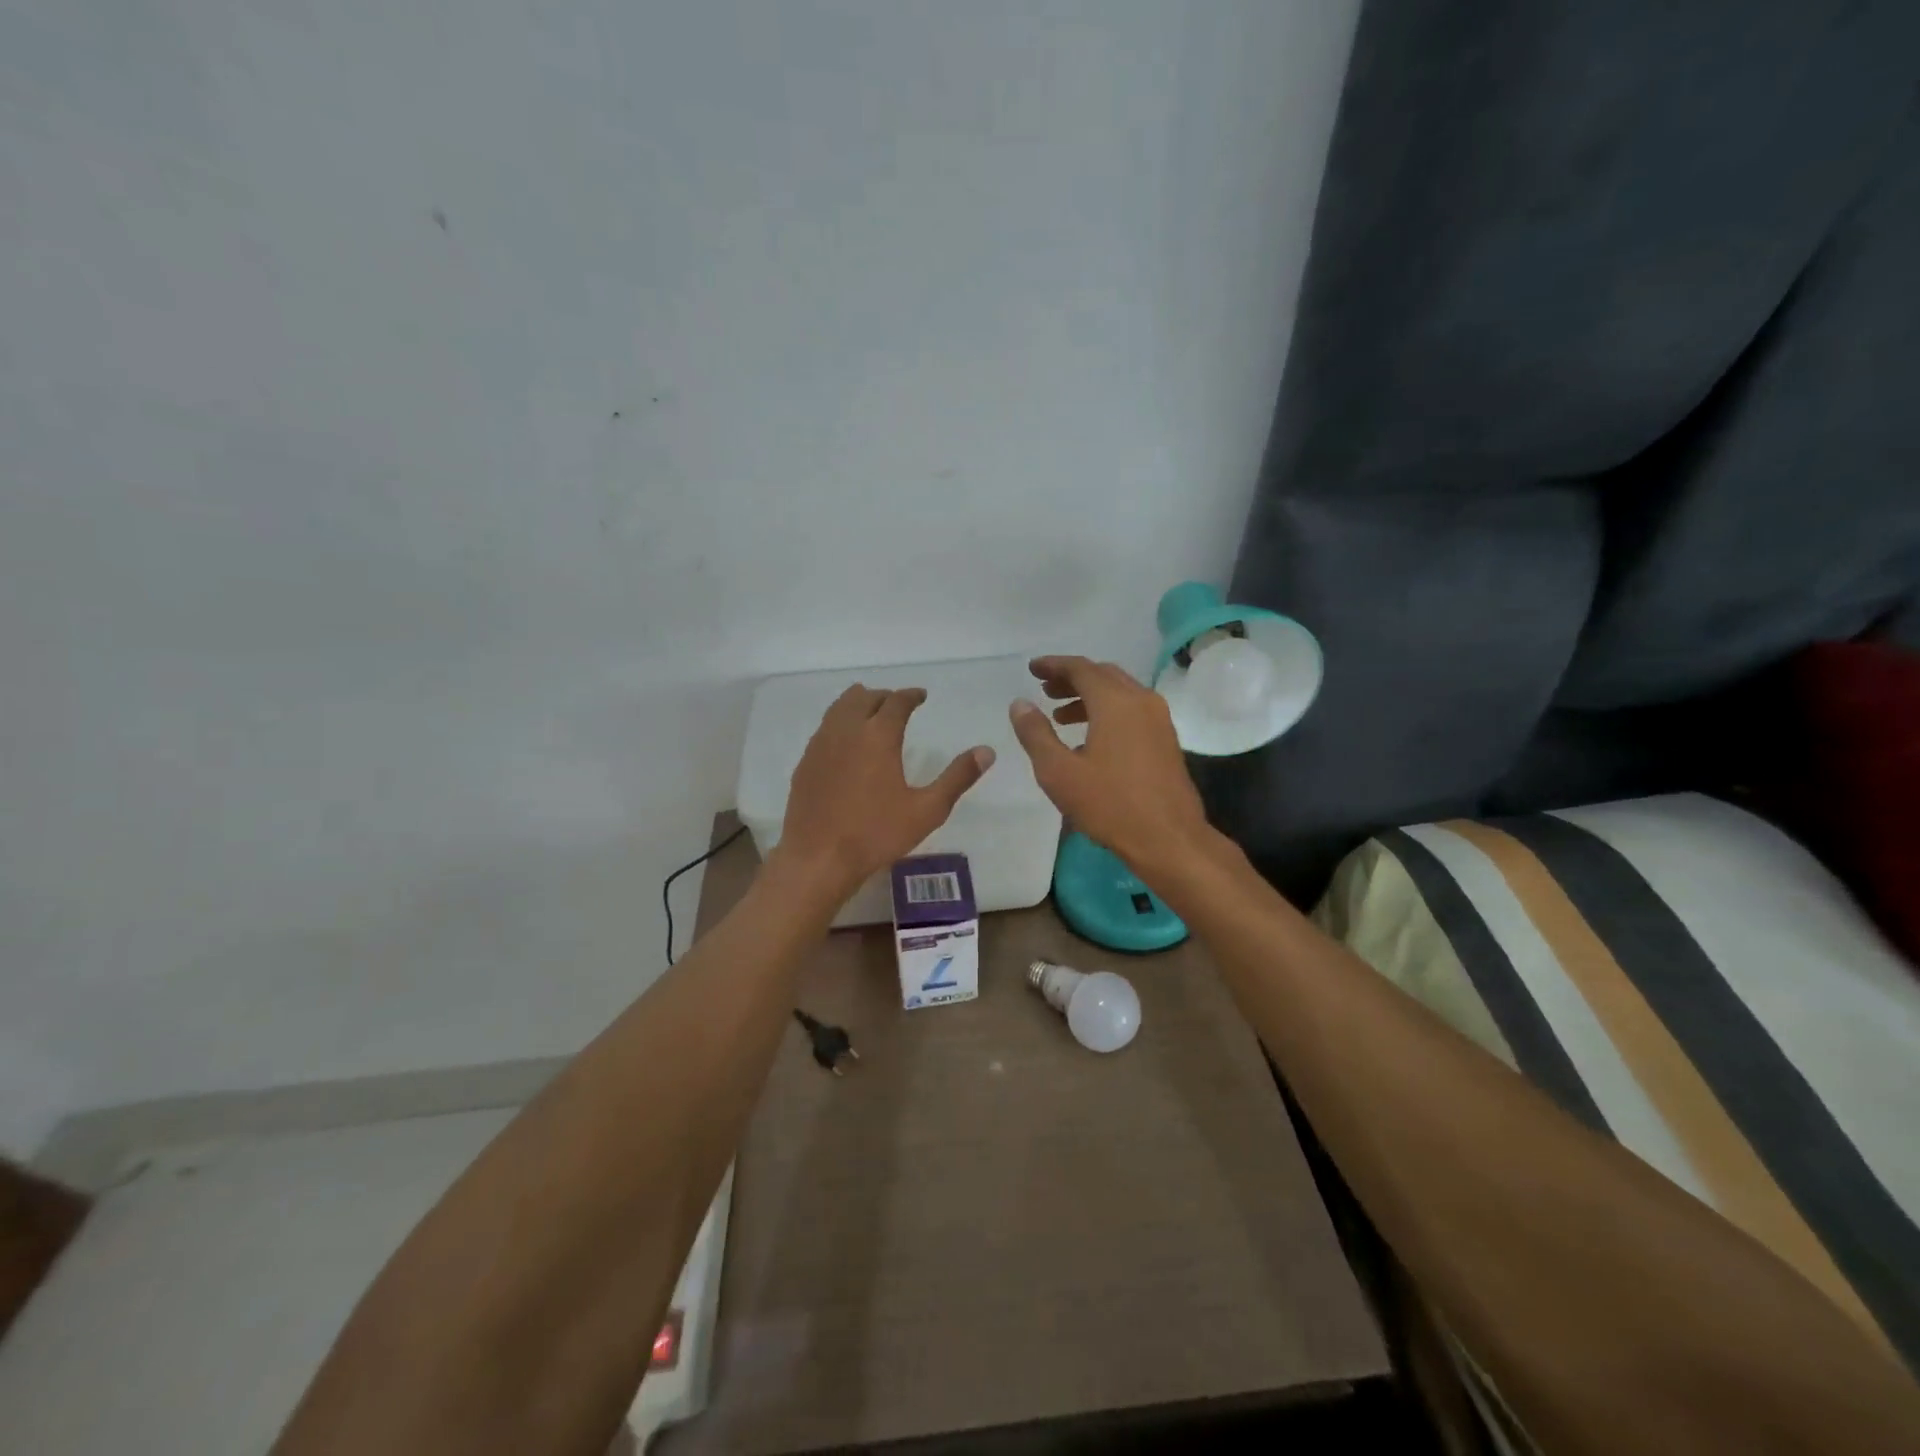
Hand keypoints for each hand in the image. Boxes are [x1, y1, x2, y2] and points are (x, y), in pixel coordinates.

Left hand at [773, 685, 994, 903]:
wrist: (818, 858)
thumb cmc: (876, 834)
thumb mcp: (927, 810)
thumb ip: (957, 777)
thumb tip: (987, 751)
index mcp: (879, 736)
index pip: (896, 701)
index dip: (911, 695)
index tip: (921, 696)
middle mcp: (847, 730)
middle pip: (864, 697)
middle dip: (884, 696)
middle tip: (898, 705)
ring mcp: (821, 745)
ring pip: (839, 708)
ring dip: (858, 704)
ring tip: (871, 714)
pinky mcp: (805, 762)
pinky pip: (824, 729)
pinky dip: (840, 724)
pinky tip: (846, 743)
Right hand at [1009, 656, 1210, 876]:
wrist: (1168, 838)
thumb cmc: (1109, 804)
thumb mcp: (1059, 771)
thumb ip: (1036, 733)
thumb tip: (1020, 703)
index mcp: (1115, 702)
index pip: (1081, 668)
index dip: (1053, 665)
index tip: (1032, 669)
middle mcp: (1141, 701)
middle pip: (1102, 675)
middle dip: (1072, 678)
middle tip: (1045, 690)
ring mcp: (1159, 720)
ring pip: (1119, 693)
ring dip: (1089, 697)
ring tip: (1060, 716)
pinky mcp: (1166, 740)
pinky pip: (1132, 710)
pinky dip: (1107, 711)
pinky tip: (1088, 739)